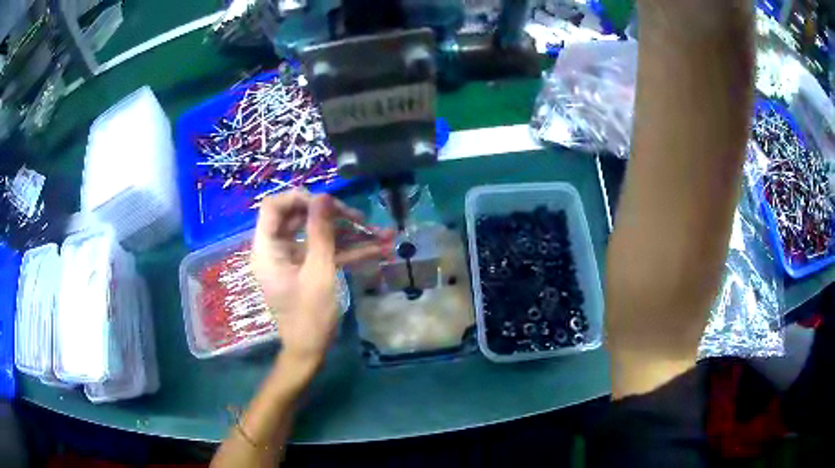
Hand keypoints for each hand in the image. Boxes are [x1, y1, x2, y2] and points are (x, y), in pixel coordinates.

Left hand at [251, 190, 389, 371]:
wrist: (310, 352)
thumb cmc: (310, 316)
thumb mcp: (319, 272)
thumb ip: (320, 232)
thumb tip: (324, 196)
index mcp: (268, 248)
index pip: (274, 207)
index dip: (300, 199)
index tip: (328, 204)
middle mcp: (276, 249)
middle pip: (300, 218)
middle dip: (333, 217)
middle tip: (361, 220)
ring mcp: (292, 259)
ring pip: (317, 235)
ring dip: (348, 234)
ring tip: (382, 236)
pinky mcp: (306, 269)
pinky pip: (324, 252)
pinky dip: (348, 251)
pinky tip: (378, 250)